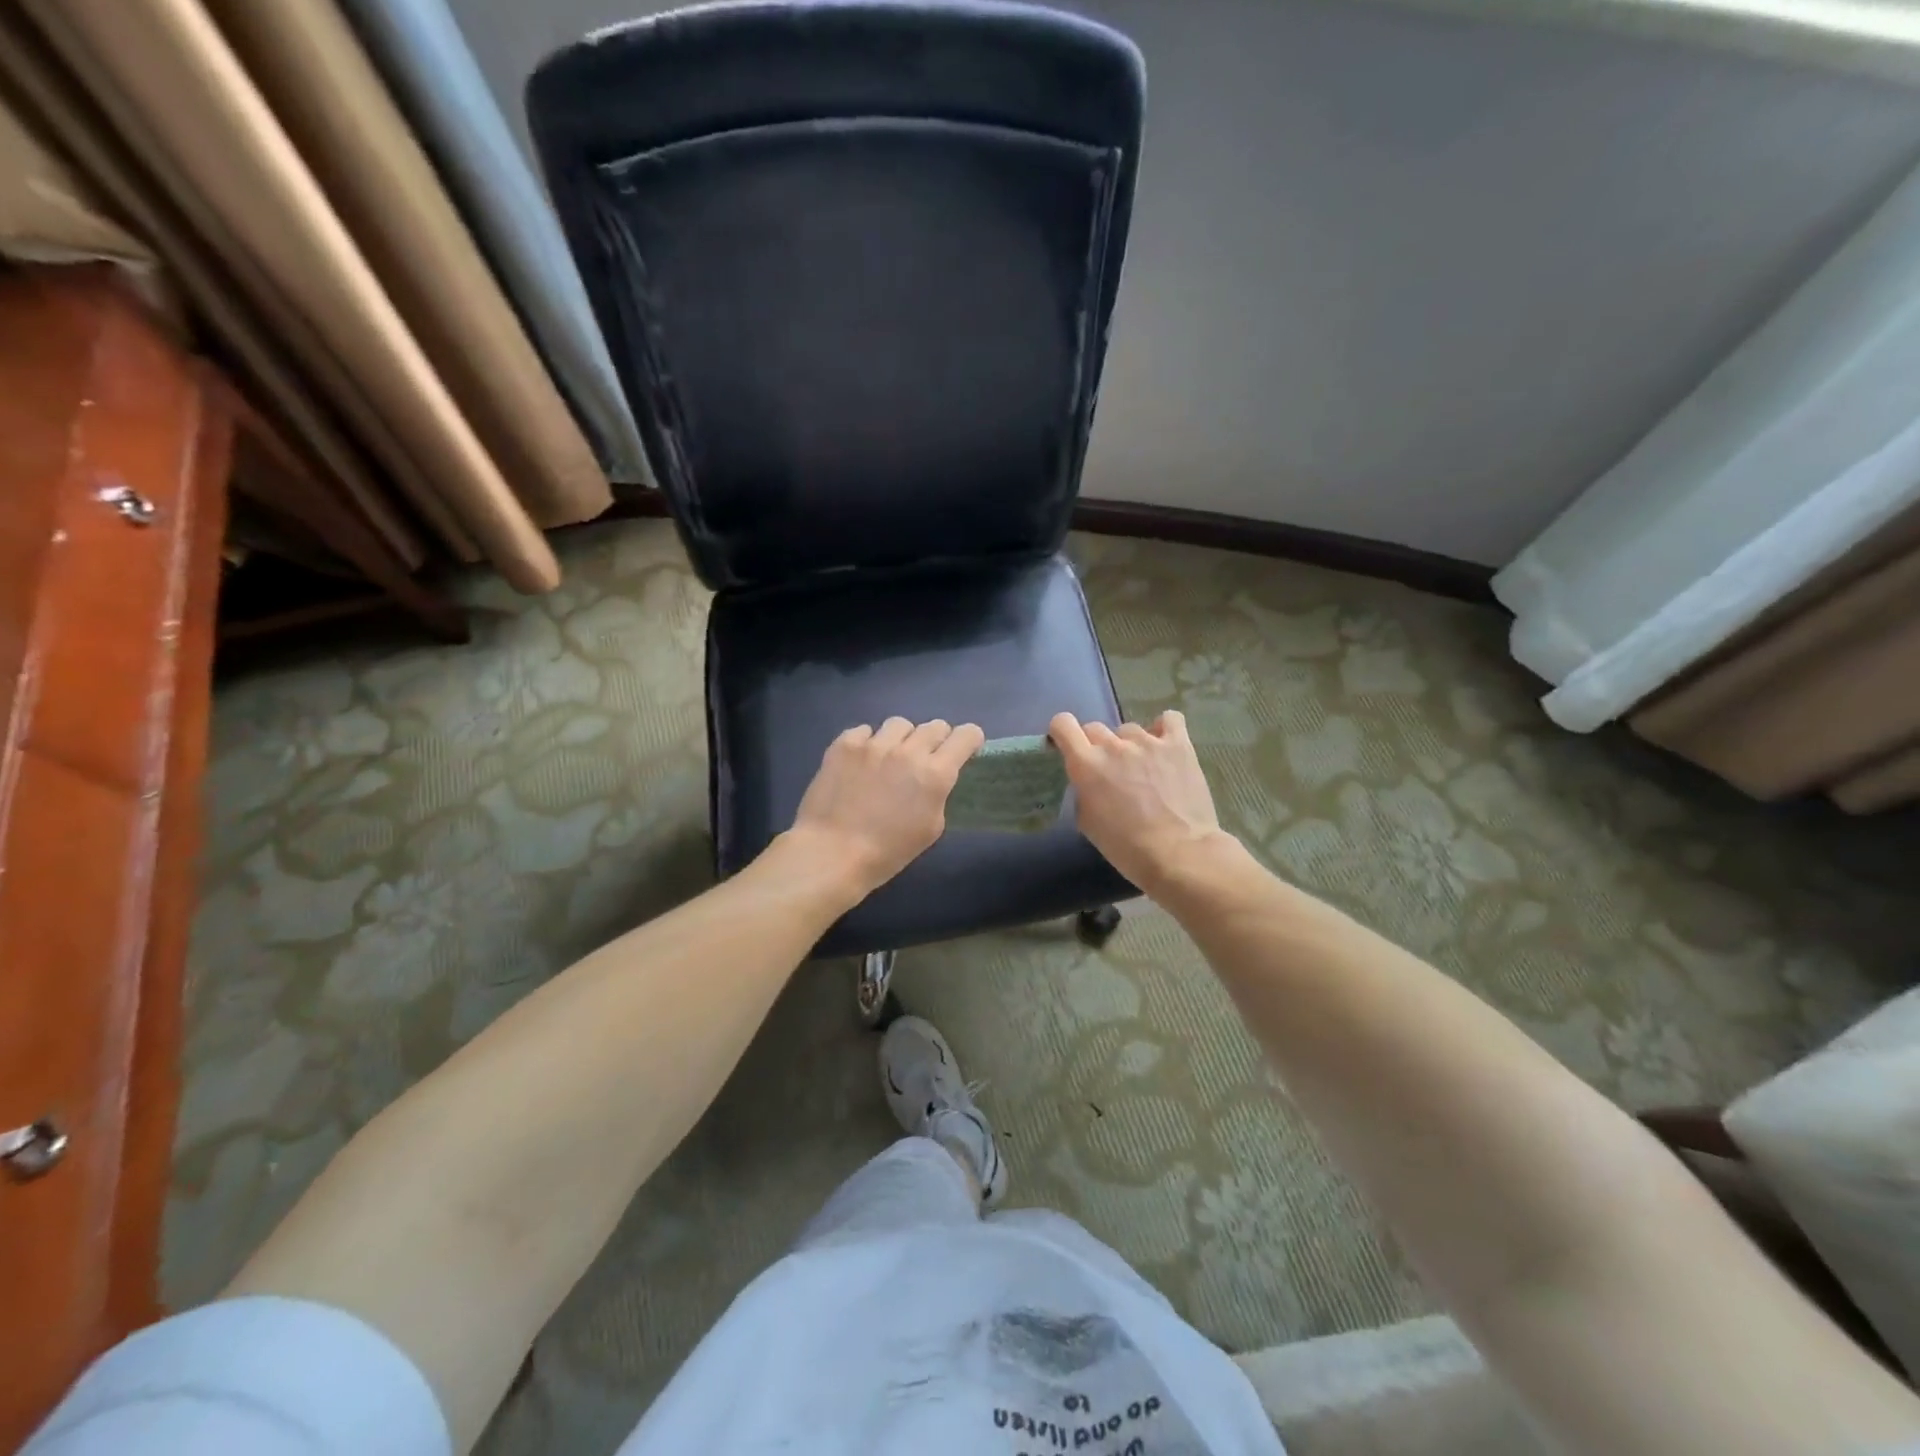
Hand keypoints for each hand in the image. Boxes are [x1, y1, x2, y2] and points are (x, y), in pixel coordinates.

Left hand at [784, 717, 985, 898]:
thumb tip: (933, 778)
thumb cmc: (887, 852)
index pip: (966, 735)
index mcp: (935, 774)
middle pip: (935, 726)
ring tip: (888, 759)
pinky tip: (860, 763)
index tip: (962, 751)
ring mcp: (874, 744)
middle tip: (923, 760)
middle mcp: (908, 751)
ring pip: (900, 724)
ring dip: (901, 739)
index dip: (968, 740)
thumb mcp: (931, 829)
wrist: (832, 853)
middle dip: (936, 741)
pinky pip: (865, 730)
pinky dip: (867, 743)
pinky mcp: (845, 744)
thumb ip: (938, 793)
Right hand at [1050, 710, 1228, 892]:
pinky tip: (1164, 744)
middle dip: (1096, 746)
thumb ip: (1082, 791)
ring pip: (1129, 730)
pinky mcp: (1179, 745)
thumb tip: (1089, 781)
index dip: (1062, 733)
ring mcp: (1148, 741)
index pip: (1063, 725)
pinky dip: (1163, 728)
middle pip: (1095, 728)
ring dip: (1129, 745)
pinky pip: (1169, 719)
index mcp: (1087, 764)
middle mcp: (1114, 745)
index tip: (1067, 746)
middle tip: (1108, 771)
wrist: (1179, 853)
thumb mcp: (1087, 823)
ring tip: (1143, 768)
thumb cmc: (1127, 847)